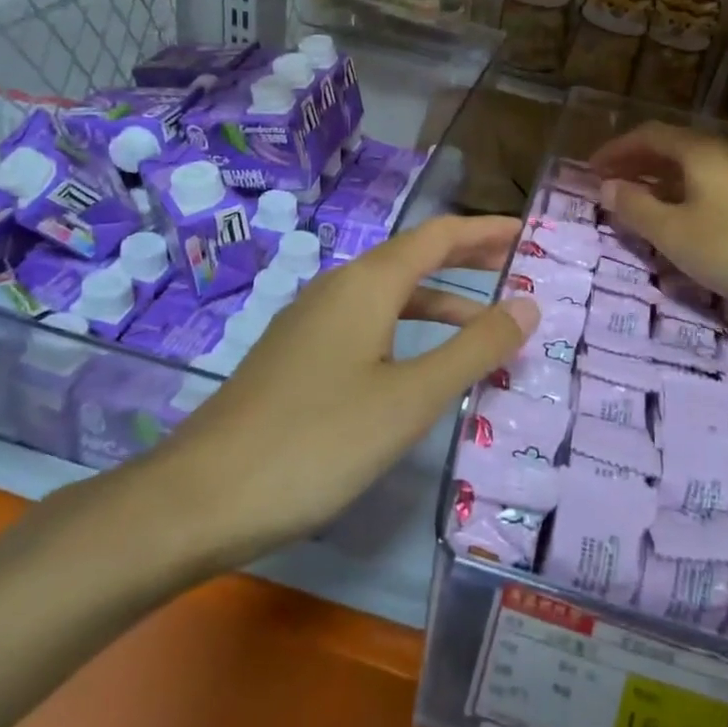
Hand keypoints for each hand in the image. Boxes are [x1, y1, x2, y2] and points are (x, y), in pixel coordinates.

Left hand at [123, 215, 539, 575]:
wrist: (200, 497)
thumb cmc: (317, 441)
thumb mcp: (410, 398)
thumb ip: (474, 349)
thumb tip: (527, 304)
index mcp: (367, 283)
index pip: (438, 236)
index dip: (486, 230)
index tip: (527, 232)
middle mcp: (338, 288)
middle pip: (413, 258)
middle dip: (466, 259)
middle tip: (516, 266)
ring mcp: (311, 321)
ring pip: (389, 295)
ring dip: (439, 301)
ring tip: (484, 325)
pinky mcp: (296, 355)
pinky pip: (366, 323)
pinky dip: (407, 329)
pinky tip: (417, 364)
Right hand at [589, 122, 727, 316]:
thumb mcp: (671, 232)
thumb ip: (635, 206)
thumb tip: (607, 186)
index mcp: (699, 152)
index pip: (648, 135)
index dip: (616, 149)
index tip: (591, 170)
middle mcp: (723, 153)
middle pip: (670, 147)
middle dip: (635, 163)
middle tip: (608, 184)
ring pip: (690, 166)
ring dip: (657, 178)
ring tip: (635, 201)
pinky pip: (707, 182)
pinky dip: (680, 191)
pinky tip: (675, 216)